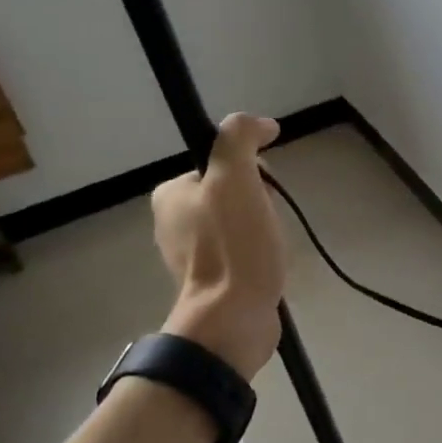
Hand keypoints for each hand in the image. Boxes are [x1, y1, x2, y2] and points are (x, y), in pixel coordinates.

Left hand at [150, 114, 285, 379]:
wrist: (234, 318)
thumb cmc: (233, 245)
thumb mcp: (235, 176)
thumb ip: (240, 137)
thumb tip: (262, 124)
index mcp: (171, 194)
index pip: (222, 162)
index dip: (251, 169)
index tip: (263, 189)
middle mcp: (174, 222)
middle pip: (234, 191)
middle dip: (260, 201)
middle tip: (266, 222)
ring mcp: (193, 254)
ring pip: (242, 220)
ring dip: (264, 228)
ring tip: (270, 247)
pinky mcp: (214, 280)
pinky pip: (244, 250)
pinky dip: (260, 252)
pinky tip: (268, 265)